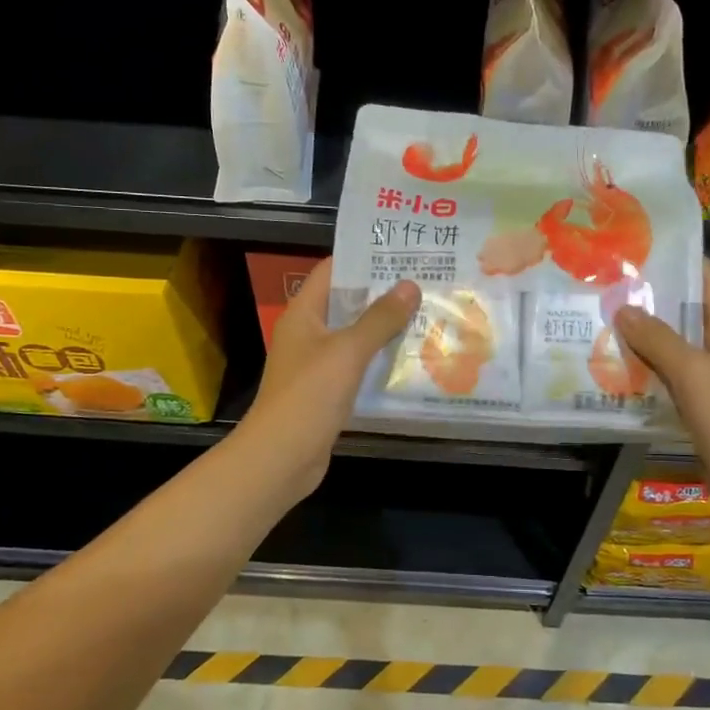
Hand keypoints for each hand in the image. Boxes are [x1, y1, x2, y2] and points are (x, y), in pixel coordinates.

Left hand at [237, 260, 419, 501]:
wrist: (282, 456)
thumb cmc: (310, 395)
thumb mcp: (348, 351)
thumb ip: (380, 318)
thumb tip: (410, 285)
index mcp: (303, 314)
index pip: (332, 271)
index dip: (363, 258)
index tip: (402, 253)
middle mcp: (307, 334)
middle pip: (346, 303)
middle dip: (382, 294)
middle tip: (425, 283)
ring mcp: (316, 364)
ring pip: (354, 336)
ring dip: (385, 328)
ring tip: (427, 314)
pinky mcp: (327, 392)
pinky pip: (357, 366)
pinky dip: (379, 360)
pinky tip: (411, 358)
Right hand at [614, 263, 709, 470]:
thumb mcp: (694, 373)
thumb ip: (658, 339)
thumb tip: (623, 307)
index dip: (683, 261)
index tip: (642, 248)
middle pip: (688, 314)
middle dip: (653, 299)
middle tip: (608, 286)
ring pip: (675, 348)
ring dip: (644, 337)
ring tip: (602, 320)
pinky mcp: (701, 410)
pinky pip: (669, 380)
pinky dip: (646, 371)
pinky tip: (615, 369)